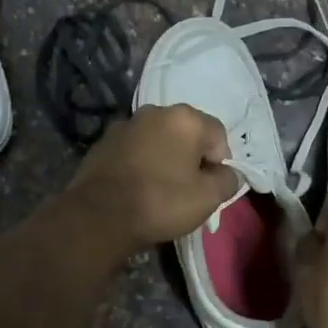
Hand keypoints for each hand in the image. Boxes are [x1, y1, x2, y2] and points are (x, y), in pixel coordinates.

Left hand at [63, 104, 238, 256]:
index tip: (209, 186)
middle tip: (187, 188)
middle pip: (186, 133)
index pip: (218, 135)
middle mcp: (155, 111)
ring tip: (159, 188)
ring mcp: (126, 124)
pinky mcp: (103, 141)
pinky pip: (134, 148)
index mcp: (185, 119)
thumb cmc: (161, 202)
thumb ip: (227, 180)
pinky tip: (136, 186)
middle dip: (191, 156)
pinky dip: (140, 161)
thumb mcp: (208, 198)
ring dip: (164, 156)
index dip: (219, 162)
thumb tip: (228, 173)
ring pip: (158, 139)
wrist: (99, 215)